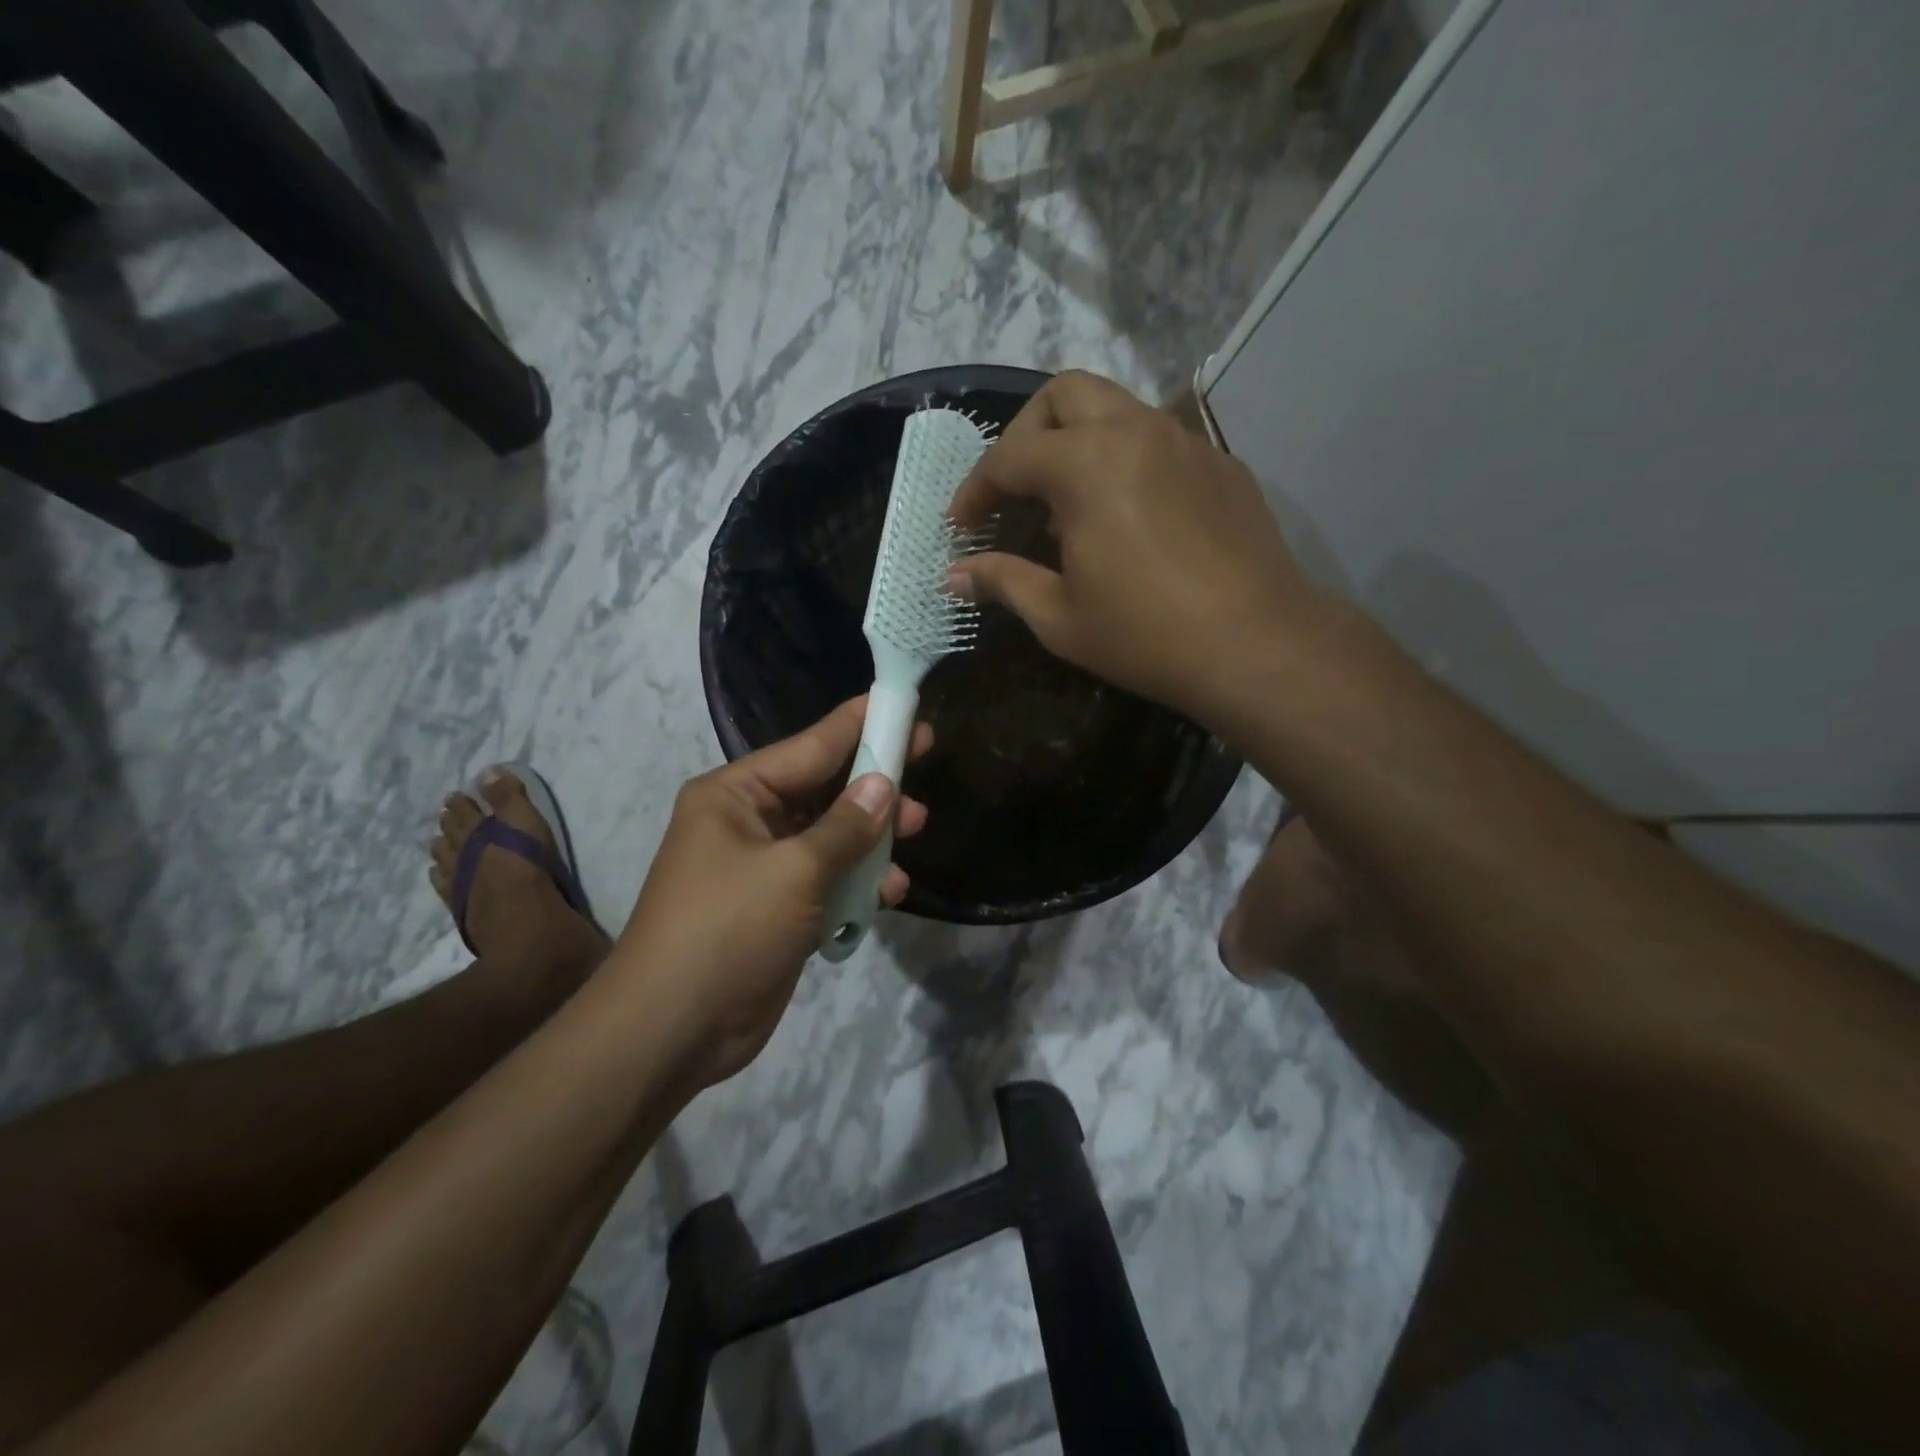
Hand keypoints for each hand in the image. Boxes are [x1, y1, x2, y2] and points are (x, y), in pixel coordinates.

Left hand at [611, 698, 929, 1087]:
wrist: (673, 1030)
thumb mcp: (795, 871)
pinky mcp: (778, 909)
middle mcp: (747, 822)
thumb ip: (846, 827)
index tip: (904, 706)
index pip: (809, 746)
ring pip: (831, 836)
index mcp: (735, 794)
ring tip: (918, 830)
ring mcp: (763, 868)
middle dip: (873, 784)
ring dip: (872, 837)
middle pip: (824, 789)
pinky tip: (890, 891)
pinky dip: (858, 881)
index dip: (861, 726)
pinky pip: (828, 879)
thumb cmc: (728, 930)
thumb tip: (884, 785)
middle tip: (924, 765)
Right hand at [949, 370, 1332, 725]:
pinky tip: (1129, 517)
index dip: (975, 489)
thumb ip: (1003, 581)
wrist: (1257, 645)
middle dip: (1025, 433)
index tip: (961, 525)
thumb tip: (955, 576)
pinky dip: (1126, 461)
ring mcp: (1186, 443)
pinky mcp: (1222, 465)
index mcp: (1087, 464)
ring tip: (1067, 506)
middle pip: (1064, 394)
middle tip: (1012, 488)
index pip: (1009, 456)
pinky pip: (1159, 442)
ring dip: (1078, 442)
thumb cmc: (1145, 635)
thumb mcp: (1058, 616)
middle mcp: (1136, 431)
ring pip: (1117, 409)